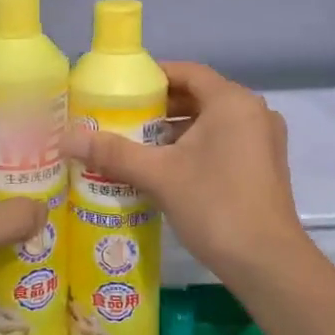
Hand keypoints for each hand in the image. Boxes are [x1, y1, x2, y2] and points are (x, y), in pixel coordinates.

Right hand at [64, 61, 309, 281]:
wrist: (267, 262)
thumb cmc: (215, 205)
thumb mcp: (159, 175)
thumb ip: (113, 153)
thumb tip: (67, 138)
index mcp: (233, 102)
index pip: (188, 72)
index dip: (154, 76)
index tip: (121, 89)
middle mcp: (254, 112)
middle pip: (200, 96)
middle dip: (161, 107)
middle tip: (122, 119)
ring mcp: (264, 141)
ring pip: (213, 122)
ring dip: (177, 130)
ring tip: (137, 145)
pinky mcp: (265, 166)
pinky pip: (225, 142)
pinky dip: (197, 147)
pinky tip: (167, 169)